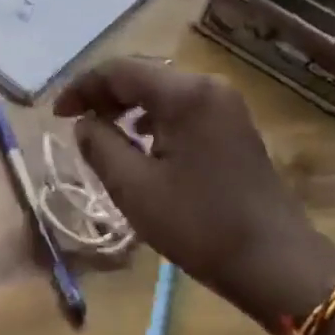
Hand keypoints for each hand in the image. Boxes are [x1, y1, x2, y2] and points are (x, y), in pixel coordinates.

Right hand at [54, 59, 332, 320]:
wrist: (278, 264)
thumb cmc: (201, 225)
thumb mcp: (136, 190)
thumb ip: (100, 147)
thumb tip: (85, 123)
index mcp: (184, 93)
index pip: (120, 71)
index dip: (83, 87)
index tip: (57, 114)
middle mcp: (207, 86)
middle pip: (143, 75)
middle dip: (105, 95)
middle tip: (77, 123)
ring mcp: (226, 104)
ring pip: (163, 92)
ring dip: (129, 107)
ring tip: (104, 133)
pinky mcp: (234, 125)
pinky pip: (183, 108)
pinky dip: (155, 119)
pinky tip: (143, 144)